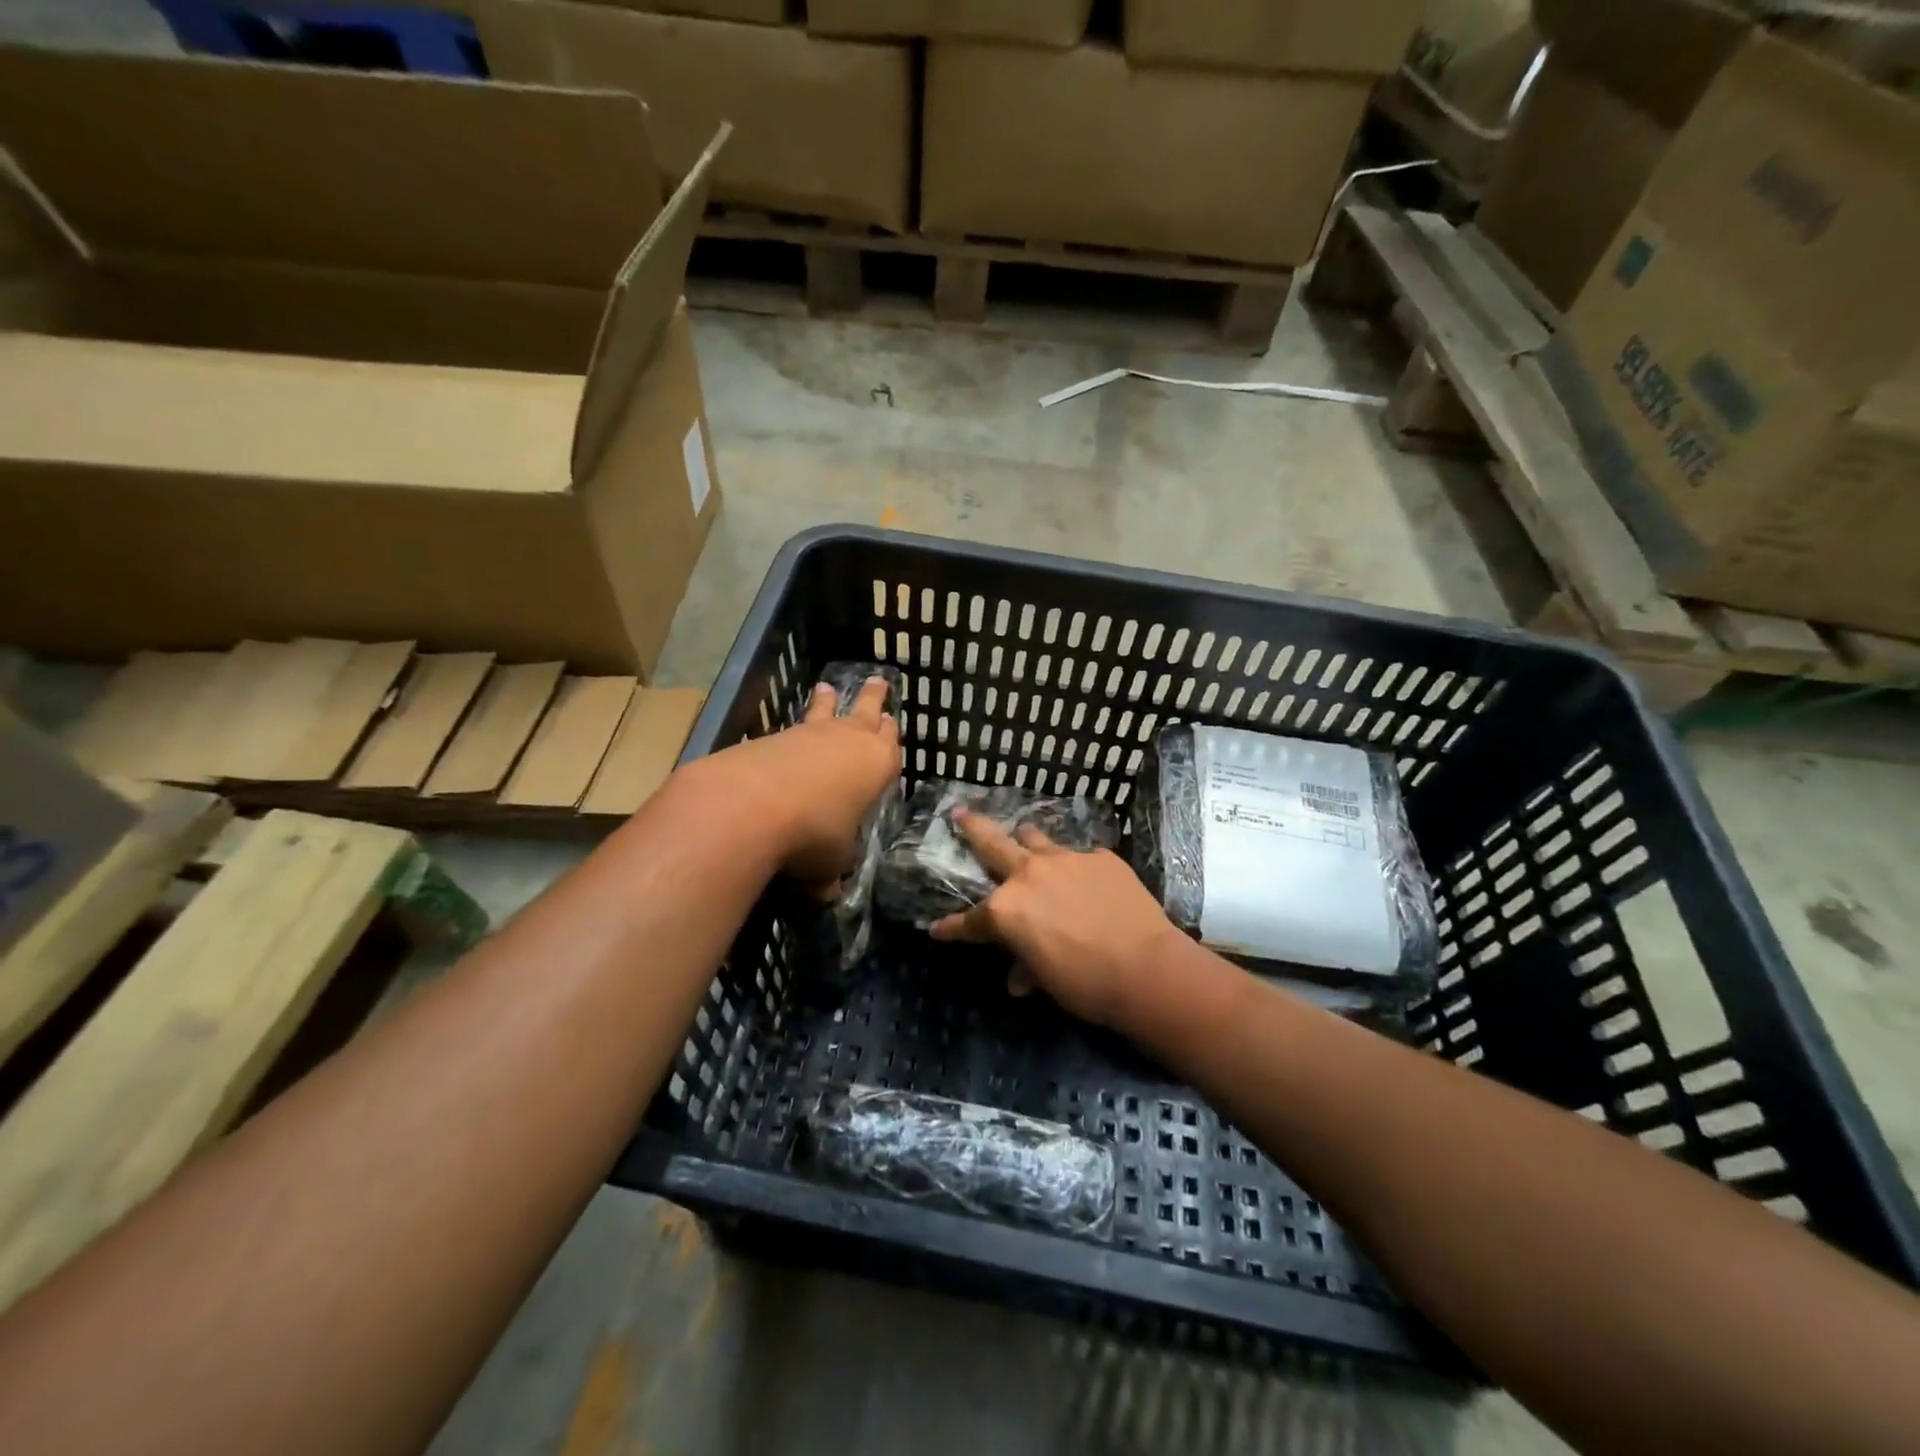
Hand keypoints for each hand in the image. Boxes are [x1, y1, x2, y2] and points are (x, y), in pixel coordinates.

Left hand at [689, 676, 900, 887]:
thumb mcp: (832, 862)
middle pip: (865, 711)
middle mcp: (848, 741)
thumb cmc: (813, 834)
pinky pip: (790, 729)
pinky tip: (785, 737)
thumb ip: (833, 870)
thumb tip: (826, 891)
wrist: (751, 805)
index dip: (890, 735)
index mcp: (877, 764)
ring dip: (826, 701)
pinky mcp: (772, 737)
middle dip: (872, 698)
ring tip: (826, 689)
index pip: (891, 744)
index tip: (891, 722)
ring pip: (824, 711)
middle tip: (877, 682)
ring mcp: (809, 734)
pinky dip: (792, 731)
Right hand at [930, 811, 1181, 1028]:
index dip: (951, 928)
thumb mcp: (1046, 980)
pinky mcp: (1100, 857)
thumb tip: (1018, 978)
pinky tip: (1089, 883)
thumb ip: (1026, 967)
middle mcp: (1028, 875)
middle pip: (991, 843)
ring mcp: (1066, 859)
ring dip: (1027, 842)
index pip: (970, 921)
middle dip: (971, 827)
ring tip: (1026, 840)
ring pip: (1036, 839)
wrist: (1146, 968)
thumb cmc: (1085, 983)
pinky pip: (1080, 858)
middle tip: (958, 813)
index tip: (937, 929)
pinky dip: (1076, 870)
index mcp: (1006, 910)